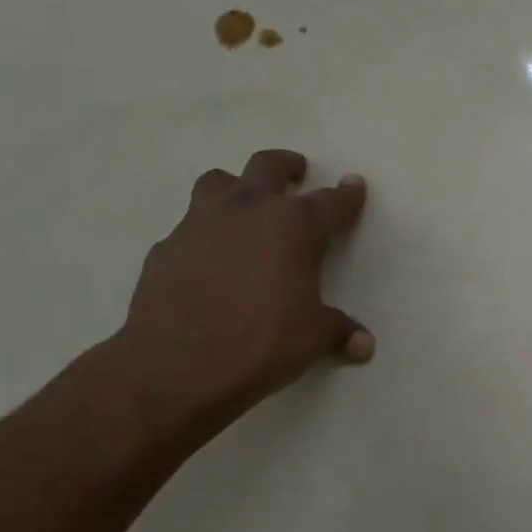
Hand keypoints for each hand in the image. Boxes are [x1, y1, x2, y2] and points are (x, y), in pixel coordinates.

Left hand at [112, 149, 370, 442]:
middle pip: (268, 167)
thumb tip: (365, 345)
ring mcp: (201, 223)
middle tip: (296, 174)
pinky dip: (204, 234)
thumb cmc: (261, 342)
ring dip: (236, 187)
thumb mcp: (312, 338)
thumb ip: (339, 332)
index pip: (331, 202)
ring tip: (244, 207)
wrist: (175, 365)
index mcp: (294, 226)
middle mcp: (248, 210)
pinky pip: (190, 227)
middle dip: (287, 167)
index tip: (355, 185)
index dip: (347, 195)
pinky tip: (208, 261)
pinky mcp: (167, 247)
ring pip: (218, 182)